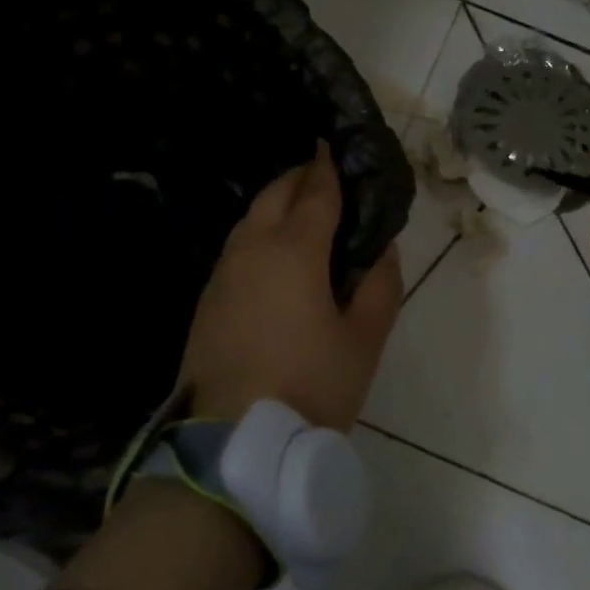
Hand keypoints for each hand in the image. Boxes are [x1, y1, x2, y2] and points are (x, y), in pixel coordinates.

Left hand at [180, 142, 402, 429]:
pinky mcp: (207, 299)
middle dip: (301, 177)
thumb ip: (379, 286)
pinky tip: (276, 255)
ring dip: (277, 204)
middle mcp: (252, 249)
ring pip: (251, 218)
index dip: (329, 166)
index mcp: (293, 250)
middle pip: (276, 194)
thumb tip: (382, 248)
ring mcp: (222, 273)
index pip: (316, 191)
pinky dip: (260, 233)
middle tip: (327, 176)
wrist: (229, 444)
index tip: (336, 145)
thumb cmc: (309, 387)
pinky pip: (238, 247)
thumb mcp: (363, 341)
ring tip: (305, 212)